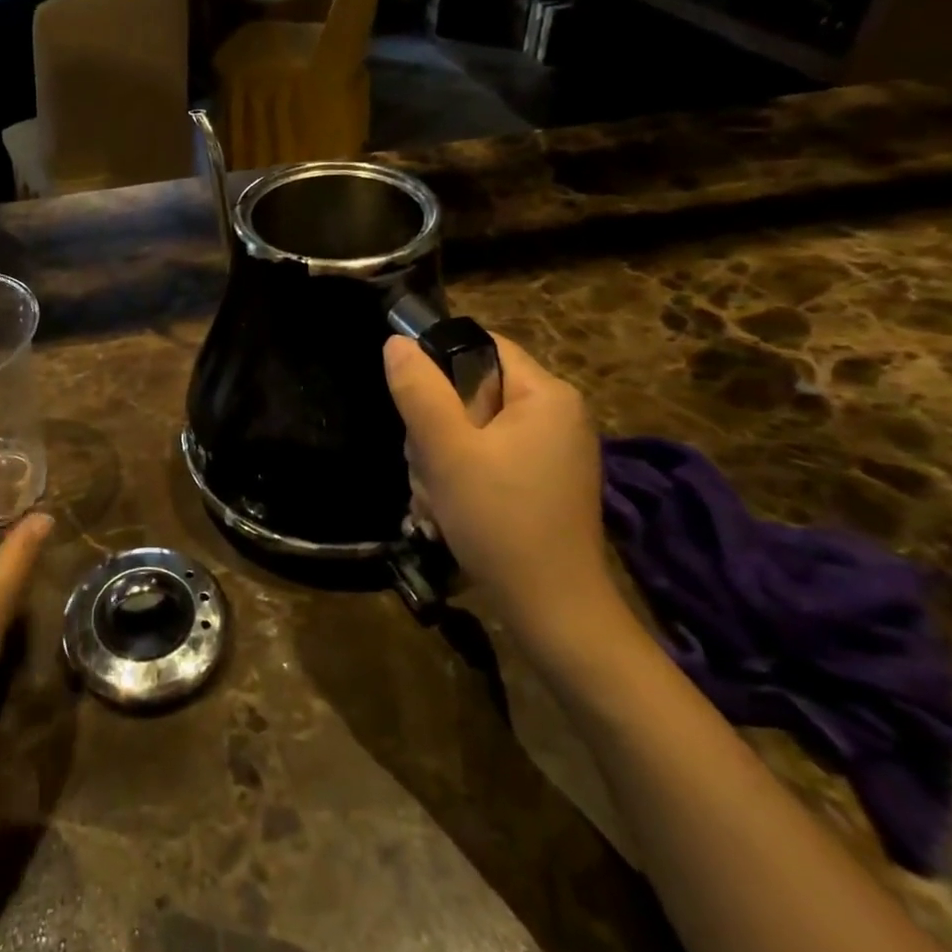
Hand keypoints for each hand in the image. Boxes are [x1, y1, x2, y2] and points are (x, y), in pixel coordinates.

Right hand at [384, 332, 628, 664]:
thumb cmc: (499, 519)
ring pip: (472, 431)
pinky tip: (448, 512)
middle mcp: (556, 415)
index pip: (482, 347)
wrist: (551, 610)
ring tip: (435, 499)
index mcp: (546, 394)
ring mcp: (551, 453)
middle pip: (472, 392)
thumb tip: (396, 342)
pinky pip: (486, 460)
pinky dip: (460, 481)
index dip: (437, 365)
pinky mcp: (541, 484)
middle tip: (427, 467)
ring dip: (440, 461)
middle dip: (435, 429)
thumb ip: (419, 391)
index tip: (411, 406)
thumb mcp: (447, 451)